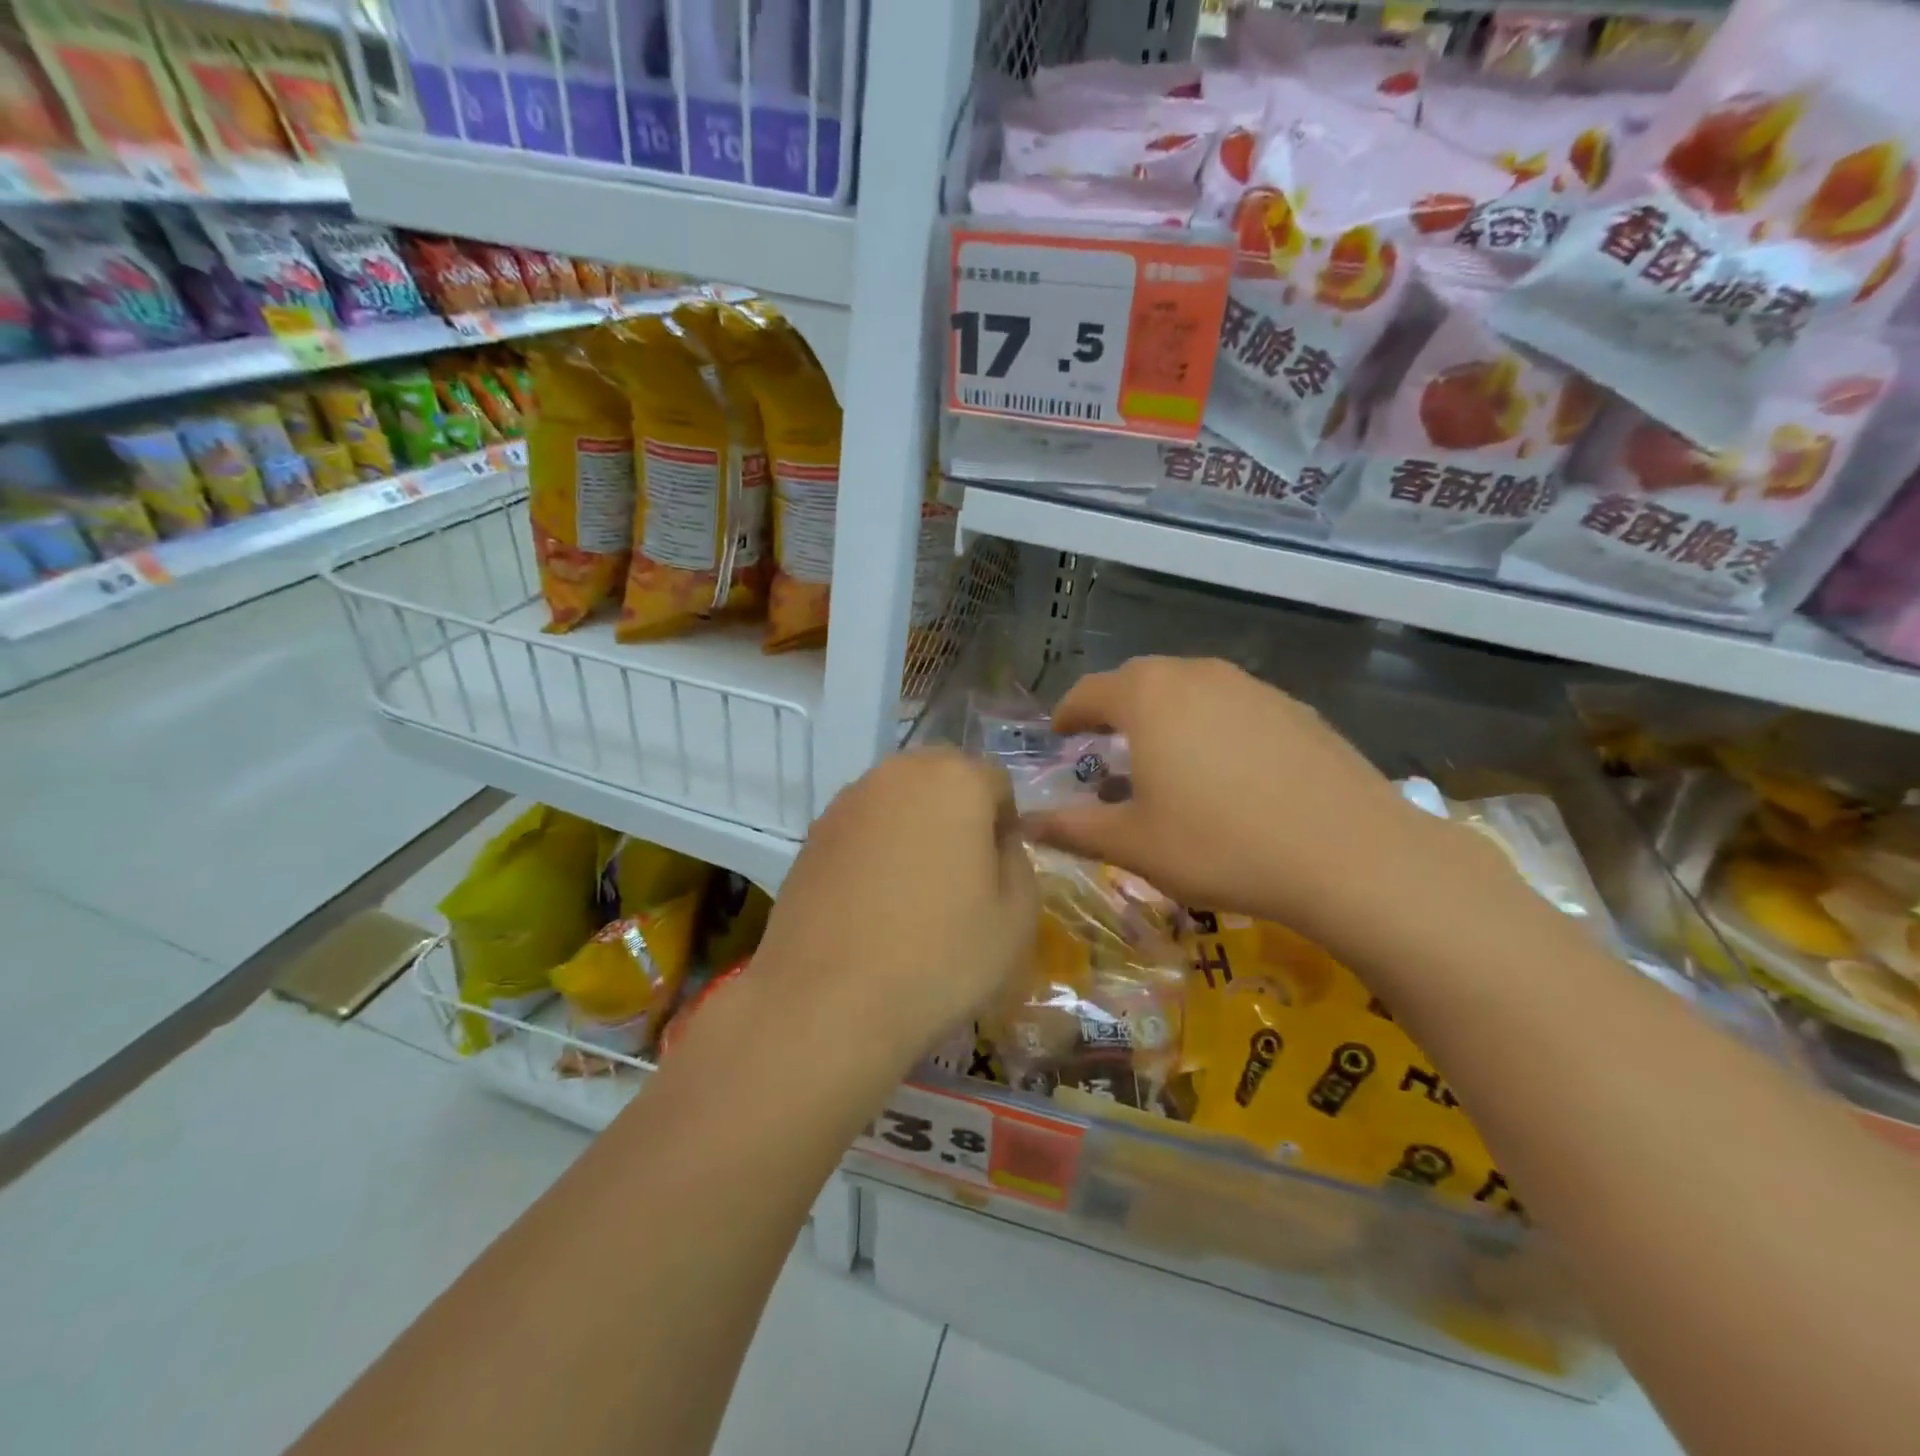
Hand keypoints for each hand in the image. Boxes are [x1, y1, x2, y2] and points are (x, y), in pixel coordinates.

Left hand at [752, 749, 1038, 1063]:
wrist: (828, 1003)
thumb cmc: (939, 956)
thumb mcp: (1016, 917)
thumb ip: (1018, 862)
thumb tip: (996, 845)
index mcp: (954, 779)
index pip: (996, 782)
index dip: (1005, 826)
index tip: (999, 874)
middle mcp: (897, 773)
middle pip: (943, 780)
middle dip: (959, 816)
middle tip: (961, 878)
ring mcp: (847, 802)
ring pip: (899, 802)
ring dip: (915, 830)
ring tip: (914, 894)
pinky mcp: (812, 835)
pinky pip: (863, 829)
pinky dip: (877, 851)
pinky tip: (874, 904)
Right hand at [1026, 657, 1454, 950]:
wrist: (1350, 855)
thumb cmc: (1221, 846)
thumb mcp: (1134, 845)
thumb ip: (1073, 828)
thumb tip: (1027, 824)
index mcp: (1148, 698)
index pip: (1090, 691)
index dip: (1068, 713)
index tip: (1060, 735)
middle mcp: (1197, 675)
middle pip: (1140, 681)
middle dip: (1116, 709)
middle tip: (1106, 746)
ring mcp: (1251, 686)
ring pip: (1190, 689)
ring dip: (1165, 714)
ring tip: (1164, 756)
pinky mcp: (1294, 707)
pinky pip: (1233, 705)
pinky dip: (1211, 725)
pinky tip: (1226, 769)